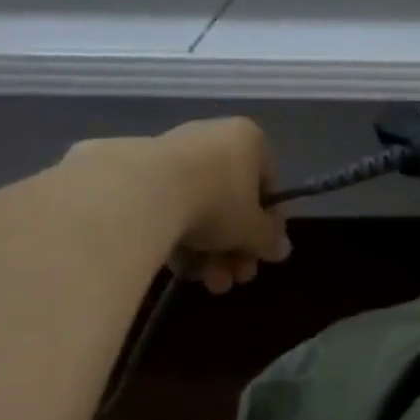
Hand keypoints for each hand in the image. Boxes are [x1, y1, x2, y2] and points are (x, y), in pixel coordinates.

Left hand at [155, 118, 291, 292]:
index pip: (267, 186)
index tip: (260, 255)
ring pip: (199, 207)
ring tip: (205, 282)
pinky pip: (168, 207)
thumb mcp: (253, 230)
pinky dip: (177, 237)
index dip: (266, 226)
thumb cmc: (216, 202)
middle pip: (231, 201)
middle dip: (234, 248)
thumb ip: (270, 240)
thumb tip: (281, 249)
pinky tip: (179, 269)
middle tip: (233, 279)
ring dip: (208, 251)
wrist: (141, 193)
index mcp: (248, 140)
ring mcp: (172, 152)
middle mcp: (212, 137)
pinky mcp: (138, 171)